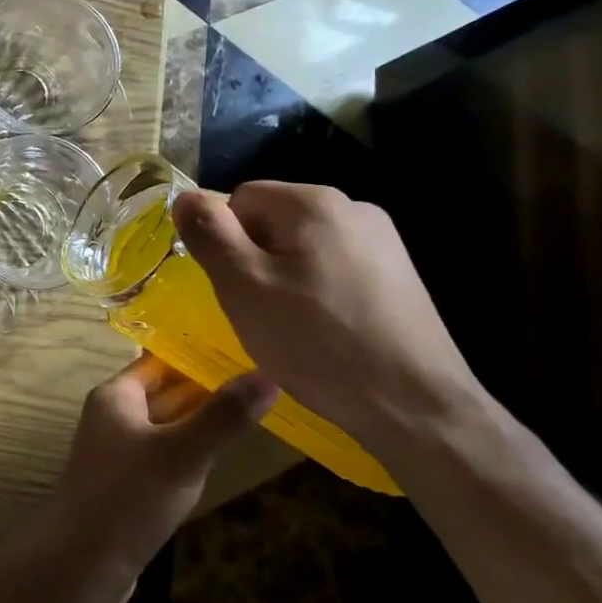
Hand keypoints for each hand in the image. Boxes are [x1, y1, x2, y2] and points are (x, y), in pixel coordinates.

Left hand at [44, 355, 273, 596]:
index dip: (199, 355)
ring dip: (199, 422)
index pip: (160, 360)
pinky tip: (216, 459)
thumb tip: (268, 375)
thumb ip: (223, 416)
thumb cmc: (128, 497)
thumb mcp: (182, 453)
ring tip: (250, 413)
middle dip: (206, 389)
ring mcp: (118, 452)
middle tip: (259, 380)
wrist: (81, 565)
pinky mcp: (126, 484)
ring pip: (166, 426)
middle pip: (165, 391)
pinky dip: (188, 453)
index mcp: (116, 396)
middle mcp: (113, 416)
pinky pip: (163, 456)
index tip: (243, 351)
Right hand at [171, 182, 485, 456]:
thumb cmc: (317, 342)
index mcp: (314, 202)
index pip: (241, 198)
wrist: (416, 406)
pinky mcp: (398, 276)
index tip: (234, 287)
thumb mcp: (244, 287)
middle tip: (258, 311)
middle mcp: (353, 208)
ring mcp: (383, 241)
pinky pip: (335, 268)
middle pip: (274, 220)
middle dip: (255, 260)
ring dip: (285, 278)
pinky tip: (326, 333)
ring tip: (292, 327)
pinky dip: (318, 292)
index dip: (225, 241)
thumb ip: (210, 234)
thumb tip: (185, 196)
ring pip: (303, 247)